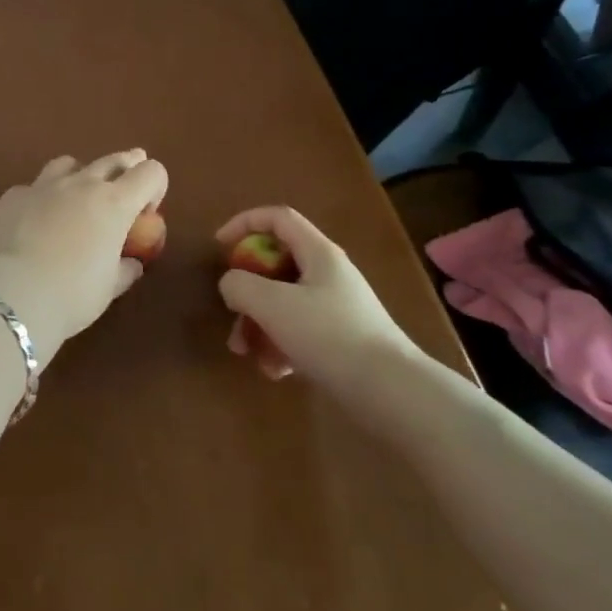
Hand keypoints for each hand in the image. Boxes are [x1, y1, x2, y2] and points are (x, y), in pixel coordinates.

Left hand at [0, 150, 167, 354]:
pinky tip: (34, 221)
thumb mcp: (108, 288)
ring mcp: (43, 186)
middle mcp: (81, 184)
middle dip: (125, 169)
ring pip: (68, 164)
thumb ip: (124, 270)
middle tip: (125, 186)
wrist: (11, 293)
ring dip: (80, 175)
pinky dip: (41, 199)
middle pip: (113, 159)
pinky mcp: (12, 196)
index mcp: (114, 203)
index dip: (156, 186)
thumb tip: (130, 264)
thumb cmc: (72, 295)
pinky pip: (33, 188)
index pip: (150, 173)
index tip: (147, 211)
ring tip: (77, 197)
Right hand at [215, 206, 424, 388]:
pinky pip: (299, 331)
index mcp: (318, 253)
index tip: (219, 246)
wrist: (392, 392)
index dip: (244, 223)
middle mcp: (328, 274)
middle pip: (276, 264)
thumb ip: (240, 285)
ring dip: (258, 323)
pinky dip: (281, 346)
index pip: (277, 218)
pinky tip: (275, 371)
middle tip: (231, 310)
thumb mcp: (272, 304)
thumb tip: (231, 284)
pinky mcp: (341, 339)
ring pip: (283, 302)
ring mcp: (336, 308)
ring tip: (246, 353)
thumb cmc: (329, 335)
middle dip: (246, 289)